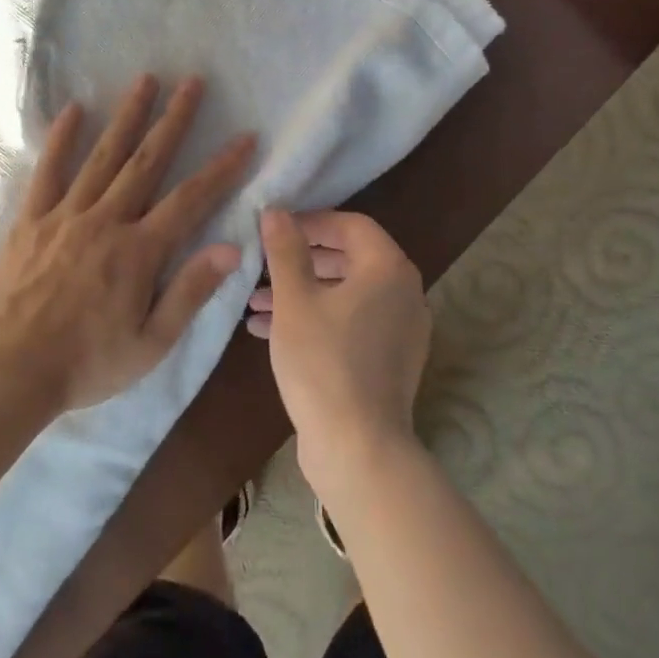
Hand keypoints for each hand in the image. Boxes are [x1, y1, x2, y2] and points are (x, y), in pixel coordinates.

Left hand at [0, 74, 254, 413]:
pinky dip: (61, 139)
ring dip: (126, 116)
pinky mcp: (30, 221)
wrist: (8, 372)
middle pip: (147, 162)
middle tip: (192, 81)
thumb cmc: (86, 364)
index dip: (221, 167)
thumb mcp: (152, 343)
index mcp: (139, 252)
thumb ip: (190, 291)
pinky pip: (48, 171)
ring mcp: (64, 216)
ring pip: (102, 157)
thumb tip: (231, 247)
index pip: (191, 199)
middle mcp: (105, 222)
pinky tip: (74, 110)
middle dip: (173, 120)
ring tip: (145, 80)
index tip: (244, 137)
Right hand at [249, 209, 430, 499]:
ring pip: (346, 295)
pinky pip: (351, 323)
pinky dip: (317, 320)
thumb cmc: (323, 362)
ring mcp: (401, 329)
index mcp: (388, 269)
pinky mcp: (390, 359)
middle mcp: (404, 293)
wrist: (358, 446)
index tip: (274, 229)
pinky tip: (271, 333)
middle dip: (300, 262)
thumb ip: (285, 250)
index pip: (351, 225)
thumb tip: (276, 211)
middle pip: (349, 259)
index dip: (310, 221)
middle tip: (262, 266)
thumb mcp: (294, 301)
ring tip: (254, 304)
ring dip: (302, 293)